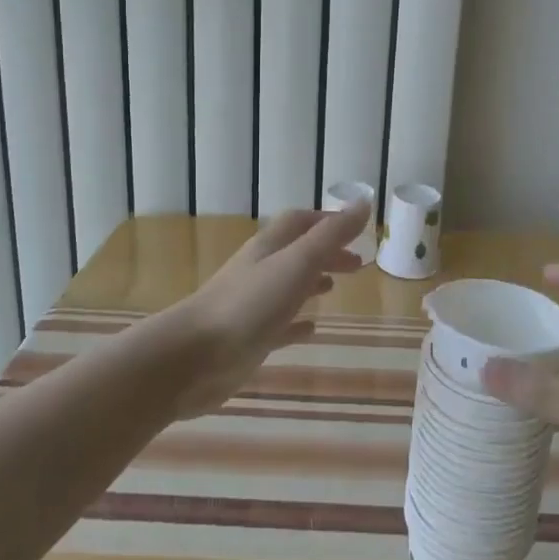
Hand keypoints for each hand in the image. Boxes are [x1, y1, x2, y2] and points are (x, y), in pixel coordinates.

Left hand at [164, 203, 369, 415]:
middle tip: (357, 265)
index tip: (357, 229)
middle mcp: (259, 270)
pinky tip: (310, 330)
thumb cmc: (249, 304)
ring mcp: (251, 305)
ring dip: (311, 283)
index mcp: (269, 247)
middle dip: (325, 253)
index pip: (299, 222)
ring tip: (334, 289)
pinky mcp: (248, 338)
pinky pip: (278, 325)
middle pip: (295, 253)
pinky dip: (297, 323)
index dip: (328, 221)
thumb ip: (330, 235)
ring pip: (286, 287)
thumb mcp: (296, 263)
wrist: (194, 357)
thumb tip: (364, 202)